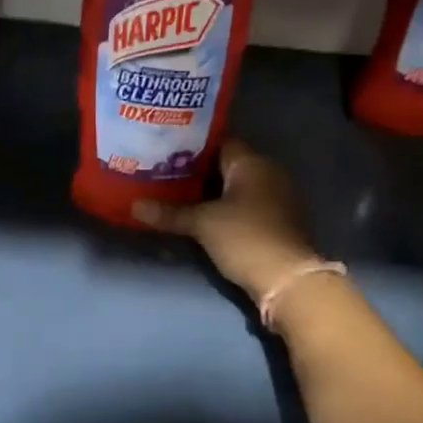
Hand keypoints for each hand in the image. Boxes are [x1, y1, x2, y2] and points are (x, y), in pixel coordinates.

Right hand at [132, 139, 320, 298]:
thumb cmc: (245, 238)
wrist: (287, 280)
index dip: (191, 146)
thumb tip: (134, 206)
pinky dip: (224, 208)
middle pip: (226, 165)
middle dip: (196, 171)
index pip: (219, 142)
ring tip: (174, 194)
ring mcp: (276, 198)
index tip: (164, 151)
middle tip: (162, 173)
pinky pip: (244, 205)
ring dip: (210, 192)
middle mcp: (268, 173)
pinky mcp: (277, 221)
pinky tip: (200, 216)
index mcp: (253, 162)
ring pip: (235, 187)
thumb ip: (170, 213)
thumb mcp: (203, 224)